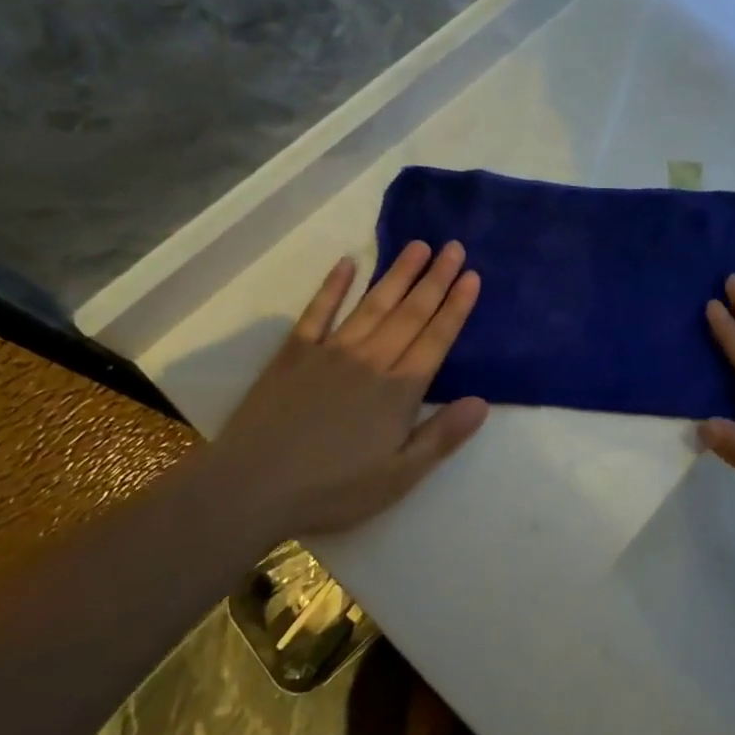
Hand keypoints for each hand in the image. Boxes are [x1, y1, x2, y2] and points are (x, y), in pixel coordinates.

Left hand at [217, 241, 487, 537]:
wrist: (252, 487)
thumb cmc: (332, 489)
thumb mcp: (398, 477)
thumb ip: (441, 437)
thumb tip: (482, 402)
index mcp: (398, 391)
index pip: (435, 339)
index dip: (456, 306)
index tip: (472, 275)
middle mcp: (370, 360)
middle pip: (410, 313)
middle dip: (436, 279)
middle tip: (454, 246)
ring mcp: (331, 350)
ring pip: (372, 304)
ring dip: (398, 273)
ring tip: (418, 246)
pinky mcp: (295, 352)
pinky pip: (318, 311)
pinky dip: (333, 285)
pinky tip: (347, 263)